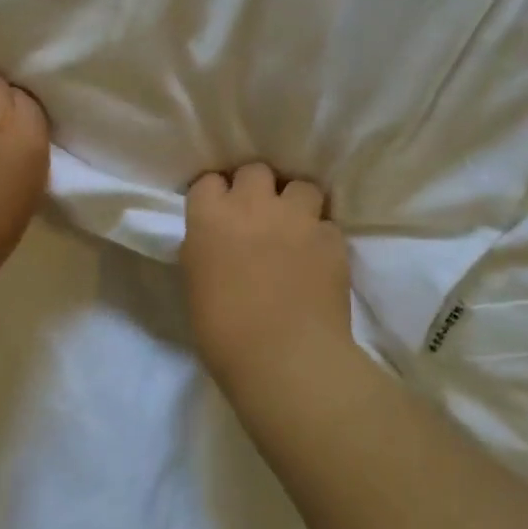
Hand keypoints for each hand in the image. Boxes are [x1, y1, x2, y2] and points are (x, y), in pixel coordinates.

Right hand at [181, 163, 352, 387]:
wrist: (284, 358)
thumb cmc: (223, 332)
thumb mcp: (196, 282)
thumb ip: (205, 248)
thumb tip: (218, 240)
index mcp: (210, 216)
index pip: (208, 181)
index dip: (215, 196)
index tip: (218, 212)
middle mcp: (252, 204)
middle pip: (255, 170)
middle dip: (256, 187)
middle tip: (257, 215)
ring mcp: (296, 218)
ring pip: (301, 186)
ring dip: (296, 203)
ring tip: (295, 228)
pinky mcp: (331, 238)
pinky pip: (327, 224)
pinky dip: (321, 237)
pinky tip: (318, 259)